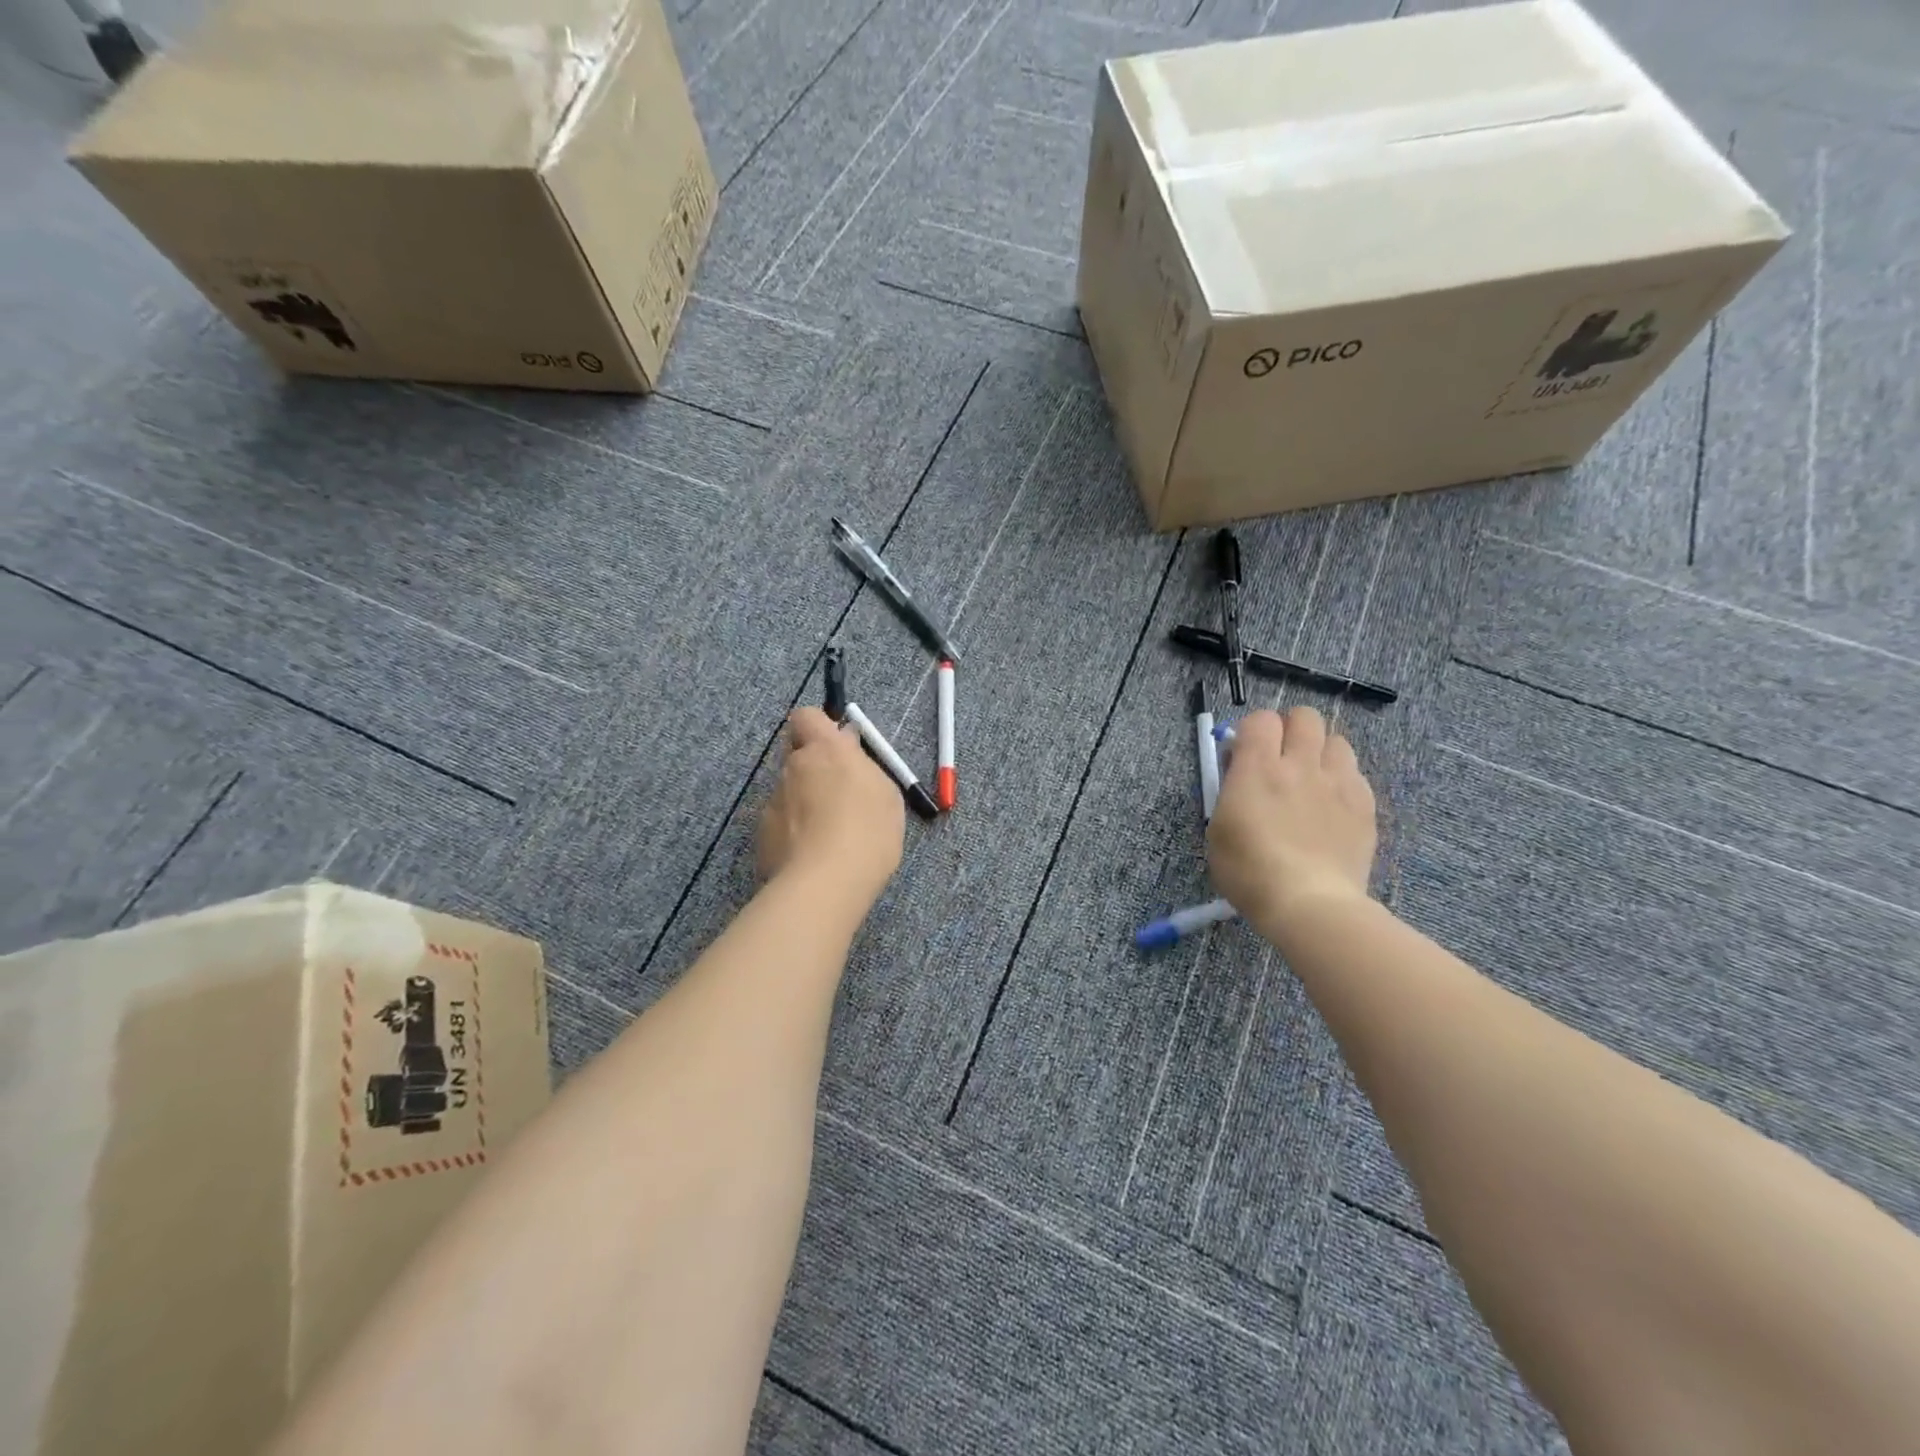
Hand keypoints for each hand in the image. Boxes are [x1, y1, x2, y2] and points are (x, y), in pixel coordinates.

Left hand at [757, 707, 904, 906]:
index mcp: (826, 750)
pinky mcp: (762, 832)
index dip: (819, 726)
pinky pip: (780, 821)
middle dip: (812, 765)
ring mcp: (773, 800)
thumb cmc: (868, 832)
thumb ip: (863, 767)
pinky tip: (812, 853)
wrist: (825, 884)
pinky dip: (793, 830)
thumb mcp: (885, 794)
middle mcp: (794, 767)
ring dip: (803, 801)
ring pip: (788, 789)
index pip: (807, 715)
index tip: (837, 744)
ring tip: (827, 833)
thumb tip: (847, 751)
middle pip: (796, 752)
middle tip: (837, 791)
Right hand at [1207, 707, 1376, 933]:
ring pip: (1336, 740)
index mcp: (1259, 768)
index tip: (1244, 755)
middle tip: (1280, 759)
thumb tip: (1241, 774)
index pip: (1261, 719)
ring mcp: (1338, 782)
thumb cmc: (1250, 871)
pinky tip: (1331, 806)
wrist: (1309, 903)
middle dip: (1290, 730)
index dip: (1252, 731)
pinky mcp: (1364, 804)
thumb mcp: (1218, 829)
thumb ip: (1230, 791)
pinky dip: (1342, 781)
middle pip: (1305, 717)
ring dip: (1320, 752)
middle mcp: (1300, 764)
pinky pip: (1355, 774)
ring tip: (1310, 779)